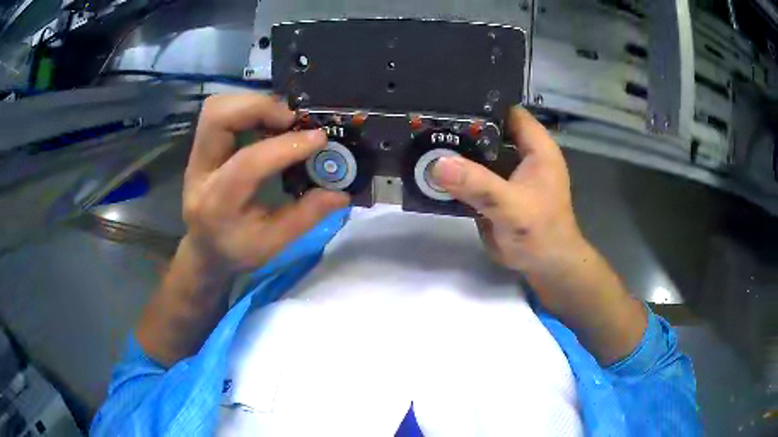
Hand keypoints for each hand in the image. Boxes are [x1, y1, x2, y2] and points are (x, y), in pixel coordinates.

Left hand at [137, 93, 348, 365]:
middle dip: (259, 107)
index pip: (247, 163)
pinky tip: (270, 121)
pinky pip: (222, 111)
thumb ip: (304, 218)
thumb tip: (341, 193)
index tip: (319, 138)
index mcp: (217, 204)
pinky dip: (249, 108)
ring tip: (284, 117)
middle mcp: (199, 172)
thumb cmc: (235, 250)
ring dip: (253, 104)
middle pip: (218, 118)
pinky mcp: (203, 145)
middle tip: (294, 118)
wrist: (203, 249)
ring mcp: (196, 155)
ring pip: (217, 107)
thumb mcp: (272, 245)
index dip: (285, 146)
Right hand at [432, 106, 584, 275]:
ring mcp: (506, 173)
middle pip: (489, 129)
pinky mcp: (494, 191)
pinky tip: (429, 167)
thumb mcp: (511, 206)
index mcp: (536, 148)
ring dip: (455, 148)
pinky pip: (471, 174)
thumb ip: (478, 185)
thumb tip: (438, 164)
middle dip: (461, 124)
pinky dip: (454, 172)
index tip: (449, 99)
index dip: (483, 102)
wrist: (543, 266)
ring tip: (421, 138)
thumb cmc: (539, 233)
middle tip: (425, 118)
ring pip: (478, 152)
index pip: (508, 112)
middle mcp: (521, 154)